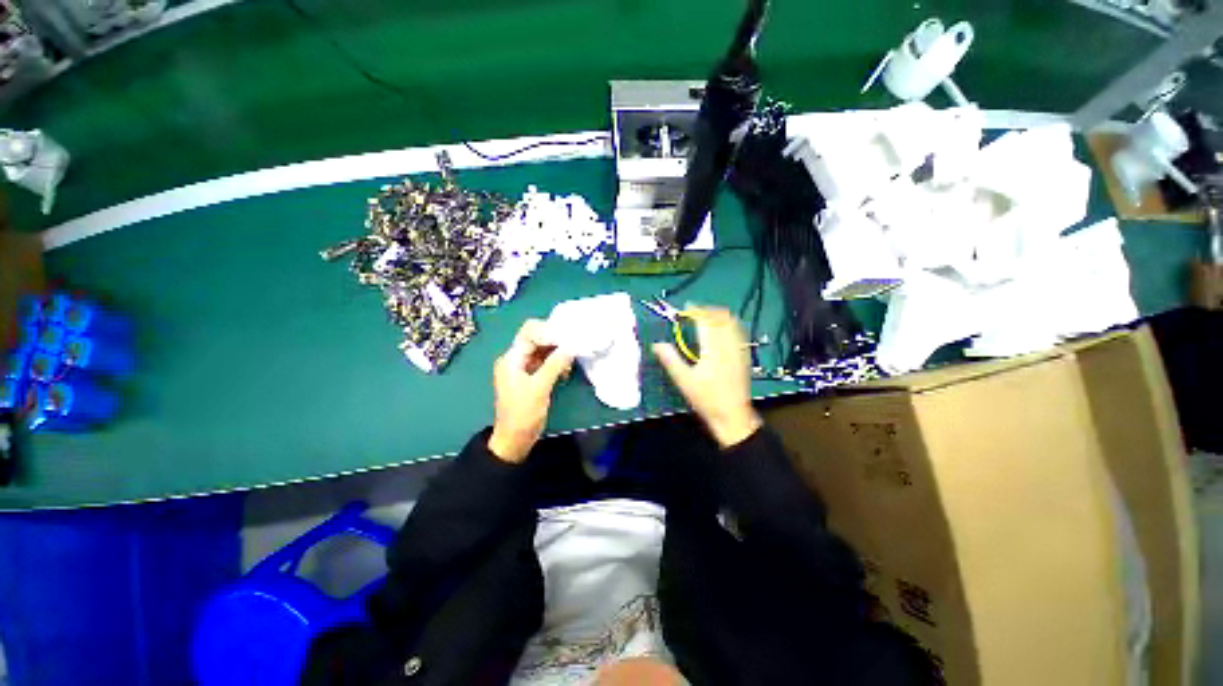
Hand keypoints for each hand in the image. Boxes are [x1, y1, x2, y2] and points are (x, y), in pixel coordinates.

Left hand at [488, 320, 574, 462]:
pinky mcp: (532, 377)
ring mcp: (524, 368)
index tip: (568, 336)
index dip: (548, 330)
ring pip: (543, 351)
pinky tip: (565, 371)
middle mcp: (516, 359)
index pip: (529, 332)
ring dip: (558, 353)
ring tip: (570, 361)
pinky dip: (556, 363)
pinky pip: (545, 362)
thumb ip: (555, 364)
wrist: (515, 439)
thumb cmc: (523, 413)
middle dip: (556, 341)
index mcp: (512, 358)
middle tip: (574, 345)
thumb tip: (571, 346)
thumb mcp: (540, 387)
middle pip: (537, 339)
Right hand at [653, 307, 761, 447]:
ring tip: (708, 317)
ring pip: (732, 324)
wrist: (732, 416)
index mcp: (712, 350)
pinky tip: (723, 330)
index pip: (705, 322)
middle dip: (708, 311)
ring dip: (720, 316)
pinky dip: (730, 325)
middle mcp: (728, 346)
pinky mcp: (744, 357)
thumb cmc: (706, 399)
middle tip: (696, 312)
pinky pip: (739, 333)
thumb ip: (670, 360)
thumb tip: (657, 344)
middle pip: (721, 319)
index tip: (687, 308)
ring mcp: (739, 351)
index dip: (696, 312)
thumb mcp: (683, 381)